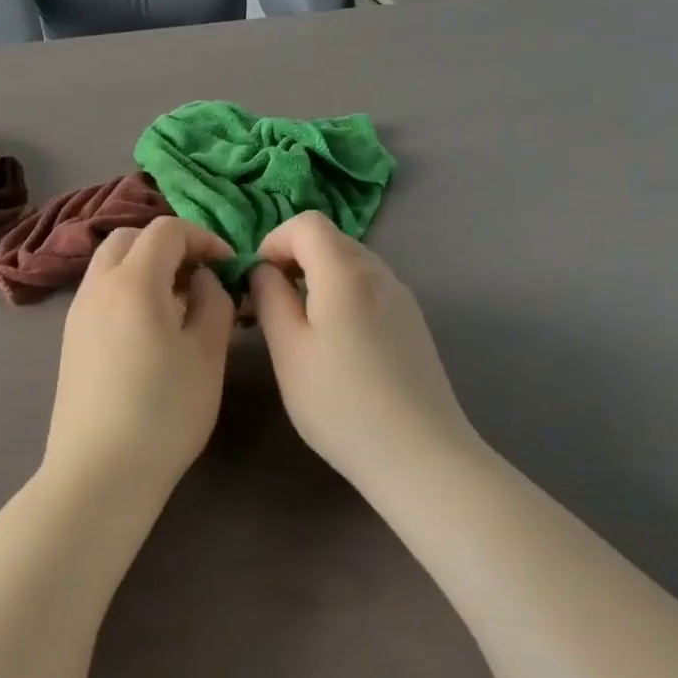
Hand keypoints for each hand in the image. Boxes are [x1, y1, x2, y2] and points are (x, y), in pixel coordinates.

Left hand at [43, 216, 236, 495]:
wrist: (100, 472)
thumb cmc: (165, 412)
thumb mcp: (208, 354)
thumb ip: (214, 302)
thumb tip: (203, 279)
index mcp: (134, 282)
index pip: (167, 230)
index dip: (203, 238)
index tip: (227, 265)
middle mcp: (98, 286)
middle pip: (131, 238)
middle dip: (169, 245)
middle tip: (200, 276)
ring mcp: (77, 312)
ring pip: (111, 264)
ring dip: (146, 266)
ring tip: (178, 303)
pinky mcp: (70, 338)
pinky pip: (100, 291)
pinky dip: (127, 288)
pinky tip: (149, 328)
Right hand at [248, 211, 479, 480]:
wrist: (420, 455)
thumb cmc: (341, 403)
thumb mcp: (288, 351)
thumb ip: (270, 298)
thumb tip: (263, 271)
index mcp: (345, 272)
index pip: (306, 223)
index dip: (274, 241)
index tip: (257, 281)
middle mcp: (379, 273)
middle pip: (330, 240)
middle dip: (293, 260)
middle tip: (270, 305)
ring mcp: (402, 297)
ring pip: (351, 265)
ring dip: (318, 279)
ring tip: (300, 328)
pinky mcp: (413, 323)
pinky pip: (369, 289)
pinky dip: (342, 297)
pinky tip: (337, 345)